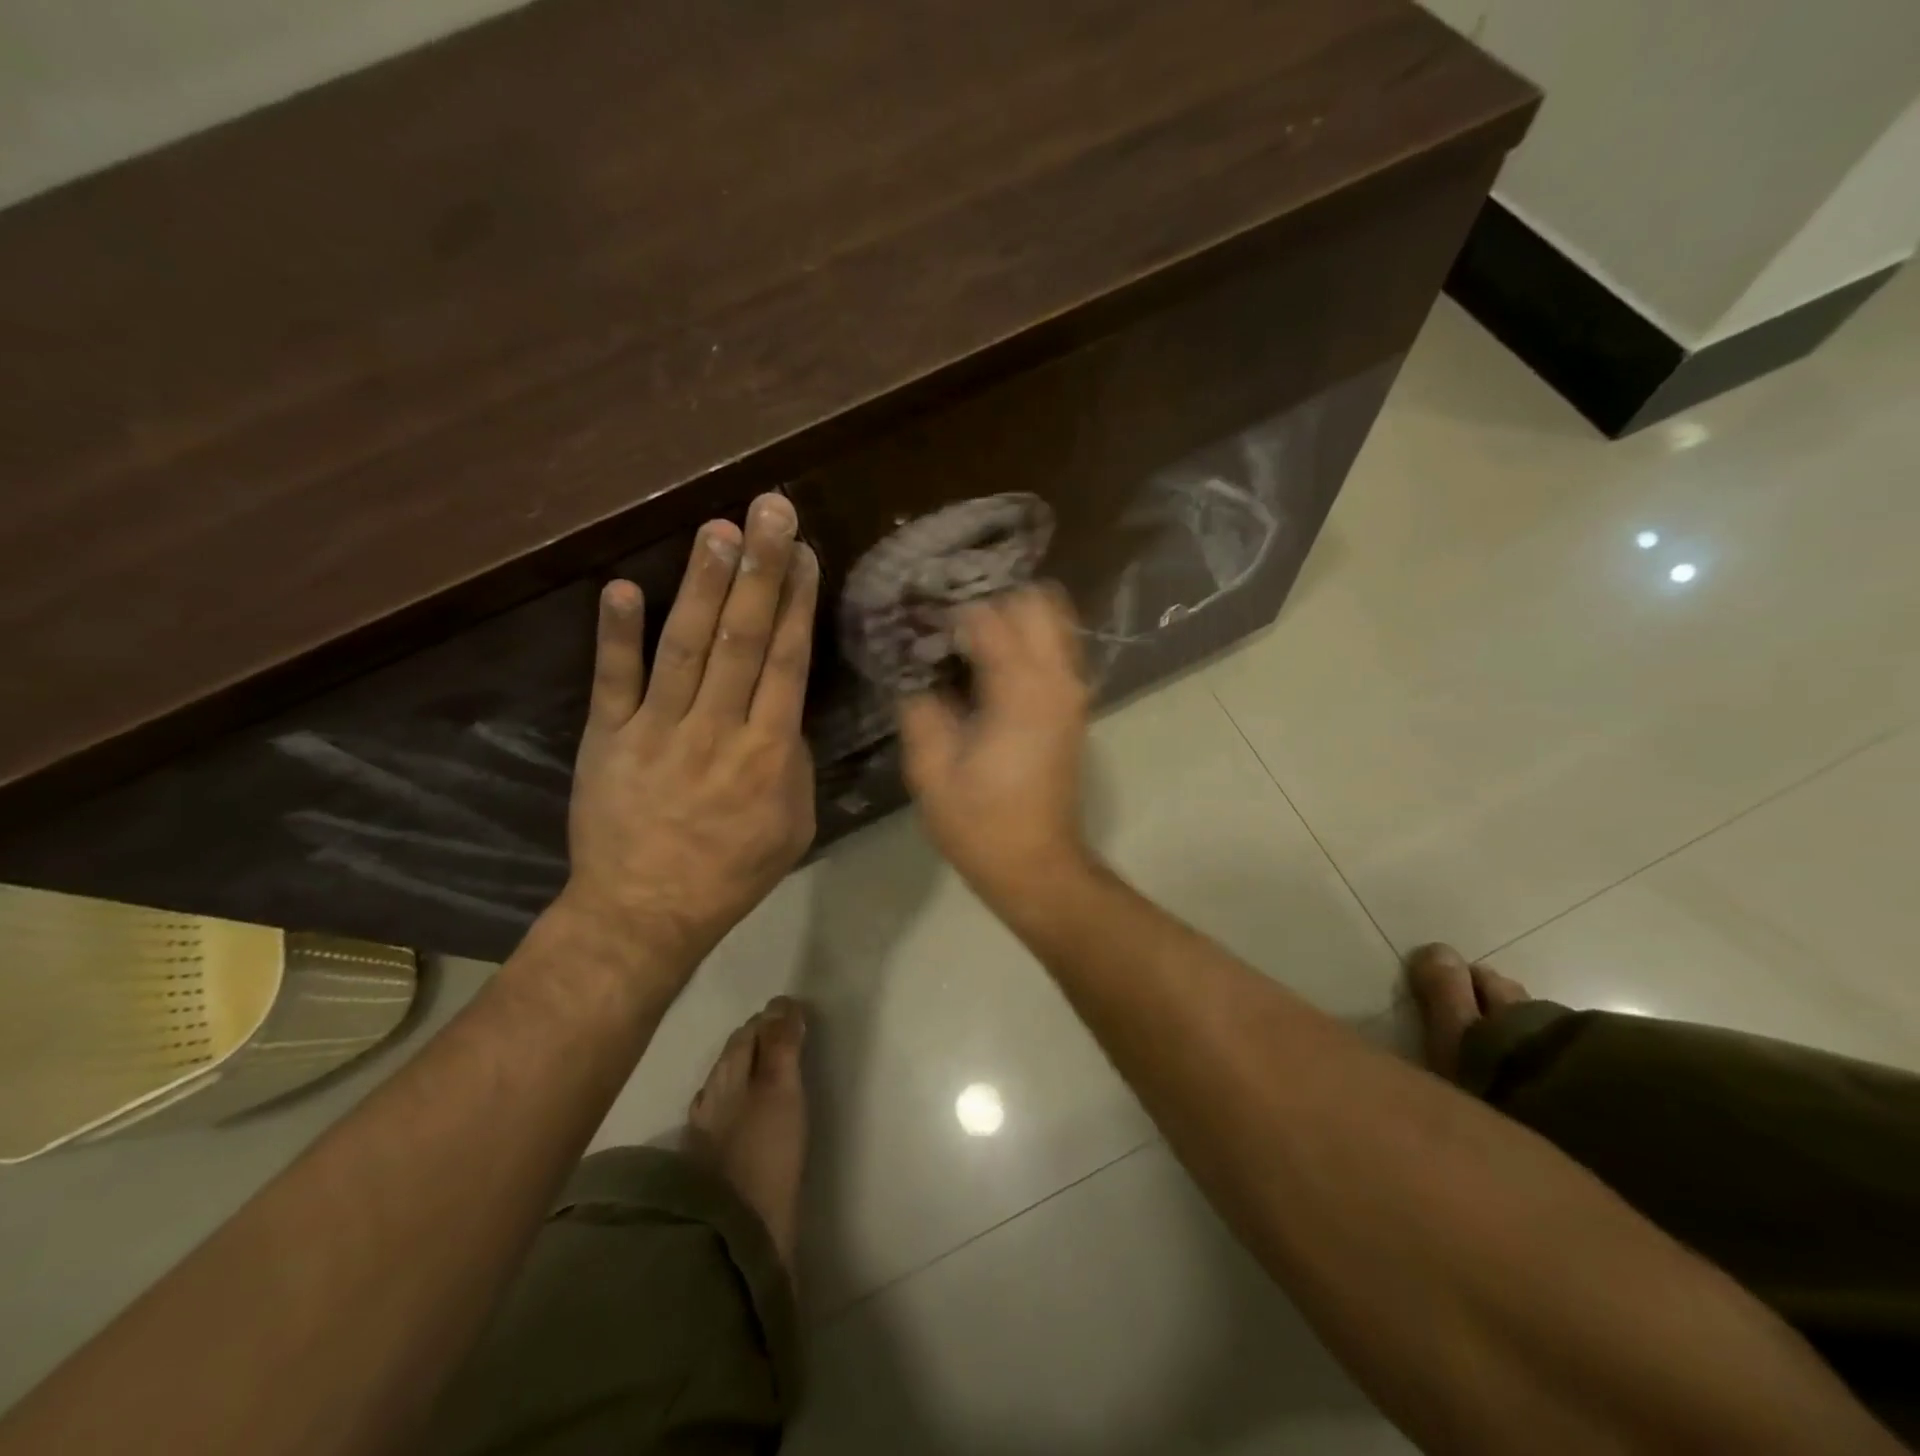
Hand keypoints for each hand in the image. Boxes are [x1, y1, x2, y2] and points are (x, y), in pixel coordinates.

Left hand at [564, 494, 818, 979]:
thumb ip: (793, 762)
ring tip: (716, 530)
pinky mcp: (606, 740)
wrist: (643, 913)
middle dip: (759, 570)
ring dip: (700, 585)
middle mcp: (716, 730)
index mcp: (768, 754)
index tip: (802, 552)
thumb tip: (786, 711)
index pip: (786, 662)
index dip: (795, 602)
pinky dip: (615, 636)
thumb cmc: (731, 872)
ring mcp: (656, 731)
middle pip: (742, 639)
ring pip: (684, 648)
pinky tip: (621, 587)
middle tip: (768, 510)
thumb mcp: (793, 826)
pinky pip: (613, 682)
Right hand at [897, 585, 1092, 910]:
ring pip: (1054, 620)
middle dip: (990, 602)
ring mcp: (1072, 692)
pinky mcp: (1074, 708)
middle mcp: (1056, 679)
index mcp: (1020, 690)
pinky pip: (1057, 648)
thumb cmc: (980, 823)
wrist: (1037, 866)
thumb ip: (920, 710)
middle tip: (949, 624)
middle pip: (1034, 602)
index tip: (918, 623)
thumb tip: (916, 677)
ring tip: (969, 636)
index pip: (988, 617)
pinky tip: (991, 662)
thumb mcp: (931, 770)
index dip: (949, 613)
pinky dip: (1029, 640)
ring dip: (1014, 617)